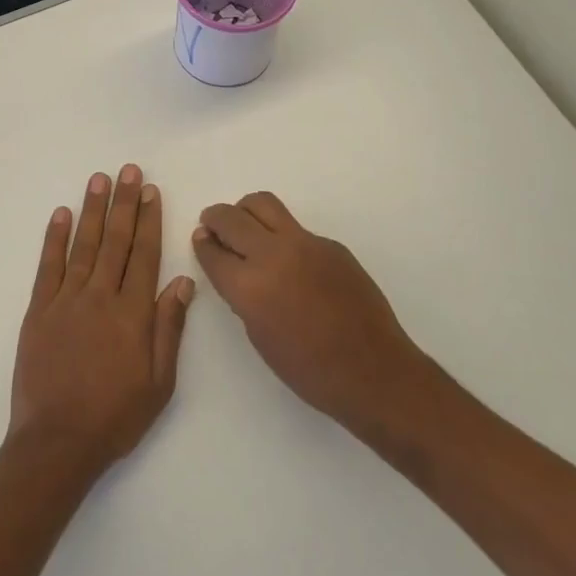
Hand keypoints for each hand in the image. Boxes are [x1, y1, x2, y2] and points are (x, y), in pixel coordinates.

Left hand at [9, 165, 195, 479]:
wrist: (57, 442)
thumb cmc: (115, 416)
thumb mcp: (159, 382)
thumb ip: (169, 328)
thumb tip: (183, 281)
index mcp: (133, 314)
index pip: (144, 255)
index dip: (149, 220)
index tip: (151, 191)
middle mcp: (100, 297)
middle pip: (116, 241)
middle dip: (123, 203)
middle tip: (128, 170)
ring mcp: (66, 301)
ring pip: (83, 245)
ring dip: (92, 210)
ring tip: (99, 179)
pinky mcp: (39, 311)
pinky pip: (48, 266)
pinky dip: (54, 238)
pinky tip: (60, 214)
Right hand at [194, 192, 428, 437]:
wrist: (373, 371)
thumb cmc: (309, 370)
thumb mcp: (259, 336)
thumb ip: (241, 295)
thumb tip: (233, 270)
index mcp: (249, 286)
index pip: (213, 251)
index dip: (202, 244)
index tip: (201, 240)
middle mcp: (273, 254)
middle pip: (231, 218)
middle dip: (215, 218)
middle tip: (212, 225)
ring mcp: (305, 243)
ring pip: (263, 204)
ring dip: (245, 211)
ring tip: (245, 227)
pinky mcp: (330, 244)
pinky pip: (295, 227)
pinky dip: (280, 234)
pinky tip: (289, 261)